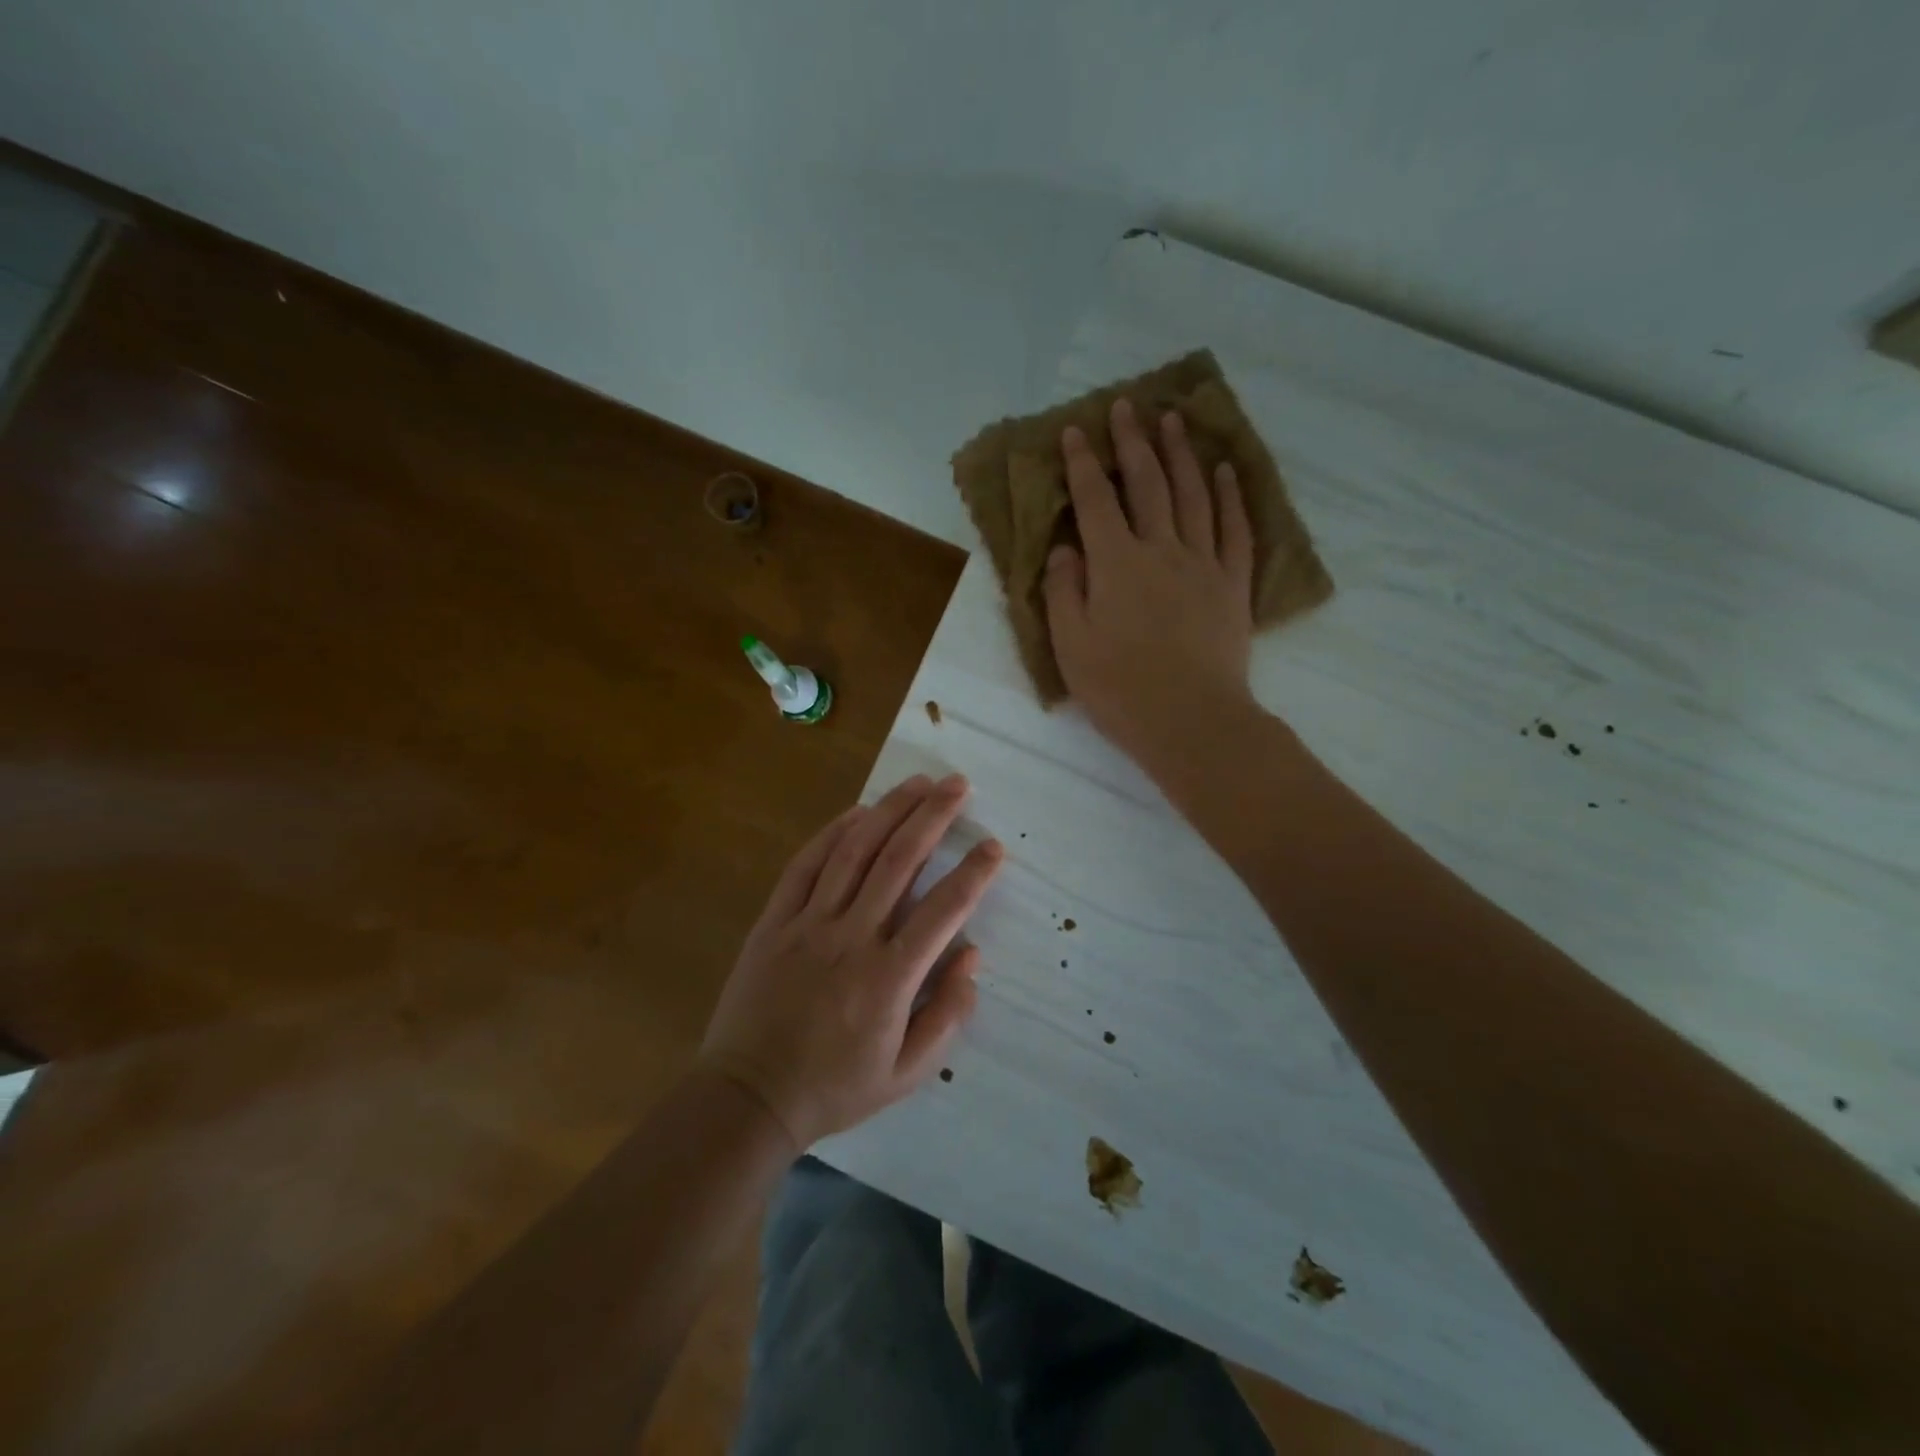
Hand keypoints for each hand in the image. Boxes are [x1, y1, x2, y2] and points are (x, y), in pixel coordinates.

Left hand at [698, 774, 1002, 1150]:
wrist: (749, 1096)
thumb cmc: (835, 1088)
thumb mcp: (907, 1074)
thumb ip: (947, 1016)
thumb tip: (972, 956)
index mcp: (889, 978)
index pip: (943, 910)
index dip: (974, 873)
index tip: (994, 845)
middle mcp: (852, 938)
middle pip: (899, 861)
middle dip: (932, 817)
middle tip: (957, 785)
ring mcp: (808, 924)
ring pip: (853, 852)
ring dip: (888, 812)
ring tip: (917, 783)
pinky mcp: (774, 921)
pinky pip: (805, 866)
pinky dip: (832, 834)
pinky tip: (857, 812)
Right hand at [1045, 397, 1257, 773]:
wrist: (1191, 720)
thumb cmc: (1120, 689)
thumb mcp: (1071, 646)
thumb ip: (1062, 591)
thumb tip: (1064, 549)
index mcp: (1116, 564)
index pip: (1095, 501)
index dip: (1082, 464)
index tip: (1075, 431)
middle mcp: (1161, 550)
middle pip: (1147, 484)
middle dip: (1133, 442)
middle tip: (1127, 406)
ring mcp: (1203, 564)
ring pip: (1193, 495)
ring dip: (1181, 454)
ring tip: (1174, 420)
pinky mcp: (1233, 585)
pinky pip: (1234, 529)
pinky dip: (1229, 496)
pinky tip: (1224, 471)